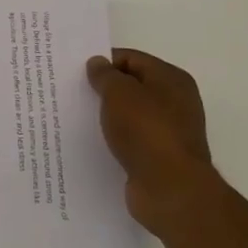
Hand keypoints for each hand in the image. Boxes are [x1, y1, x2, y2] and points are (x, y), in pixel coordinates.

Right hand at [86, 49, 224, 236]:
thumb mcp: (119, 93)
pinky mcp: (159, 156)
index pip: (131, 58)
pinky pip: (131, 139)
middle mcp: (175, 102)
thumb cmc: (146, 131)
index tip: (75, 72)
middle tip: (72, 92)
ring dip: (107, 115)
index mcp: (171, 79)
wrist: (170, 189)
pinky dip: (114, 138)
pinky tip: (93, 142)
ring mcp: (169, 131)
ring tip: (76, 117)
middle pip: (132, 86)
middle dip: (103, 89)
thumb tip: (98, 63)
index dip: (103, 62)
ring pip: (130, 114)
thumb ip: (105, 75)